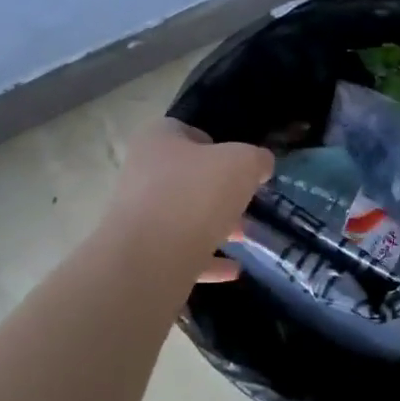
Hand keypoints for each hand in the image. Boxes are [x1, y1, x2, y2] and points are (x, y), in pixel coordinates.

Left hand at [106, 119, 272, 282]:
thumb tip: (260, 165)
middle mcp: (142, 174)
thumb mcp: (242, 164)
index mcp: (158, 141)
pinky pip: (181, 252)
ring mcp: (139, 216)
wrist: (150, 259)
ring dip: (215, 226)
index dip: (216, 144)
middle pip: (187, 177)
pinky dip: (208, 259)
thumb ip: (256, 159)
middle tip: (247, 203)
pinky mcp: (143, 253)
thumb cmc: (195, 195)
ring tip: (246, 237)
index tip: (240, 164)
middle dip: (220, 191)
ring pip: (184, 216)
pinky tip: (234, 269)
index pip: (186, 131)